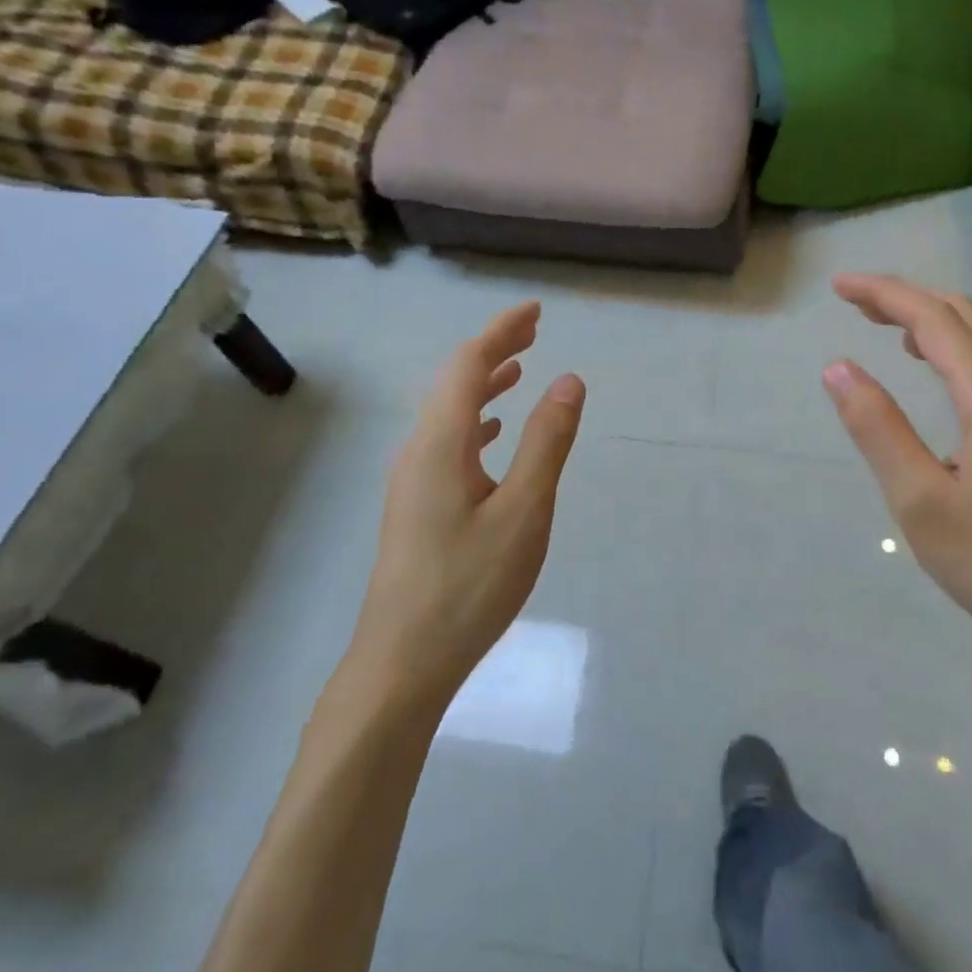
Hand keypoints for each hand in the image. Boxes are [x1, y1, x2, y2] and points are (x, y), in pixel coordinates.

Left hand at [343, 302, 585, 712]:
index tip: (535, 311)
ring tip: (519, 369)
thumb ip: (547, 442)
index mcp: (441, 442)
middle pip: (455, 381)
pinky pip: (448, 441)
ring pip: (449, 412)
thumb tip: (569, 380)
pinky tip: (493, 434)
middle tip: (533, 331)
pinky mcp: (417, 505)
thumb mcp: (524, 510)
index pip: (469, 365)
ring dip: (484, 385)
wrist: (403, 660)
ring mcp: (413, 479)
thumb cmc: (469, 585)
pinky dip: (475, 421)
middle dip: (493, 350)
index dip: (501, 331)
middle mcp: (419, 450)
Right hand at [823, 274, 971, 675]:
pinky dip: (953, 346)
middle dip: (905, 298)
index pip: (933, 319)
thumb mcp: (921, 503)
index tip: (838, 285)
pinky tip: (932, 367)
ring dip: (930, 319)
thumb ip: (878, 429)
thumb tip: (838, 368)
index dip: (883, 294)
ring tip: (882, 323)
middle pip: (962, 315)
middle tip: (852, 301)